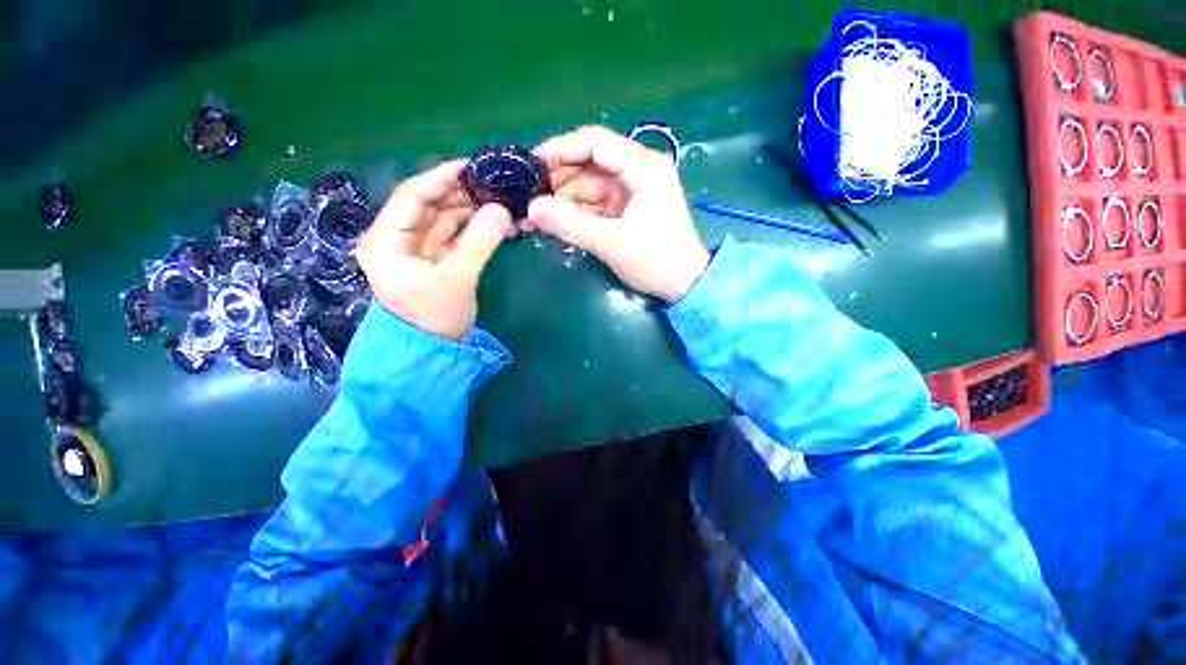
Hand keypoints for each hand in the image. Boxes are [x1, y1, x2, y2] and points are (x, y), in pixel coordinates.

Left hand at [356, 160, 512, 340]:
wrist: (431, 353)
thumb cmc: (435, 318)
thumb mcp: (458, 278)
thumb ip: (480, 242)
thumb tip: (503, 210)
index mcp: (386, 241)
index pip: (411, 196)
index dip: (441, 177)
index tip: (472, 167)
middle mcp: (395, 240)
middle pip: (427, 206)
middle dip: (459, 194)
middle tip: (493, 187)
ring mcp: (414, 251)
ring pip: (441, 220)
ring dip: (469, 212)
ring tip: (498, 204)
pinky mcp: (431, 261)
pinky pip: (451, 237)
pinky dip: (470, 230)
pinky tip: (492, 224)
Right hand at [523, 126, 709, 302]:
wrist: (684, 286)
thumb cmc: (655, 261)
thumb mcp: (611, 242)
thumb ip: (570, 223)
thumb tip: (532, 207)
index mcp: (643, 167)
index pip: (595, 142)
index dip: (560, 149)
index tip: (531, 165)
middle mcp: (638, 172)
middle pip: (589, 164)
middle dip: (557, 181)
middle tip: (528, 197)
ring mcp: (632, 192)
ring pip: (589, 187)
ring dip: (563, 201)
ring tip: (534, 217)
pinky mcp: (628, 210)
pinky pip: (596, 205)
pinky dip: (576, 214)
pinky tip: (553, 224)